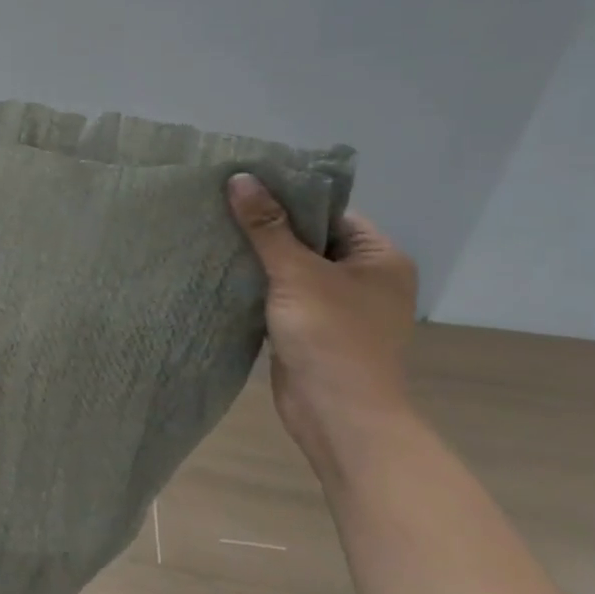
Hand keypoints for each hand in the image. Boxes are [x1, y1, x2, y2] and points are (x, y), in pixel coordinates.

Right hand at [226, 173, 419, 474]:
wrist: (338, 415)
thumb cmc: (331, 336)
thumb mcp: (296, 272)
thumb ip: (266, 226)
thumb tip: (240, 178)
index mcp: (379, 258)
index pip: (329, 212)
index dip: (288, 197)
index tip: (244, 184)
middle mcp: (365, 278)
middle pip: (310, 237)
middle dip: (267, 226)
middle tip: (221, 204)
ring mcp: (339, 305)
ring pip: (293, 266)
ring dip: (259, 255)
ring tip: (215, 230)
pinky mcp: (313, 327)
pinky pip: (283, 292)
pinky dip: (259, 282)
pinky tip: (224, 269)